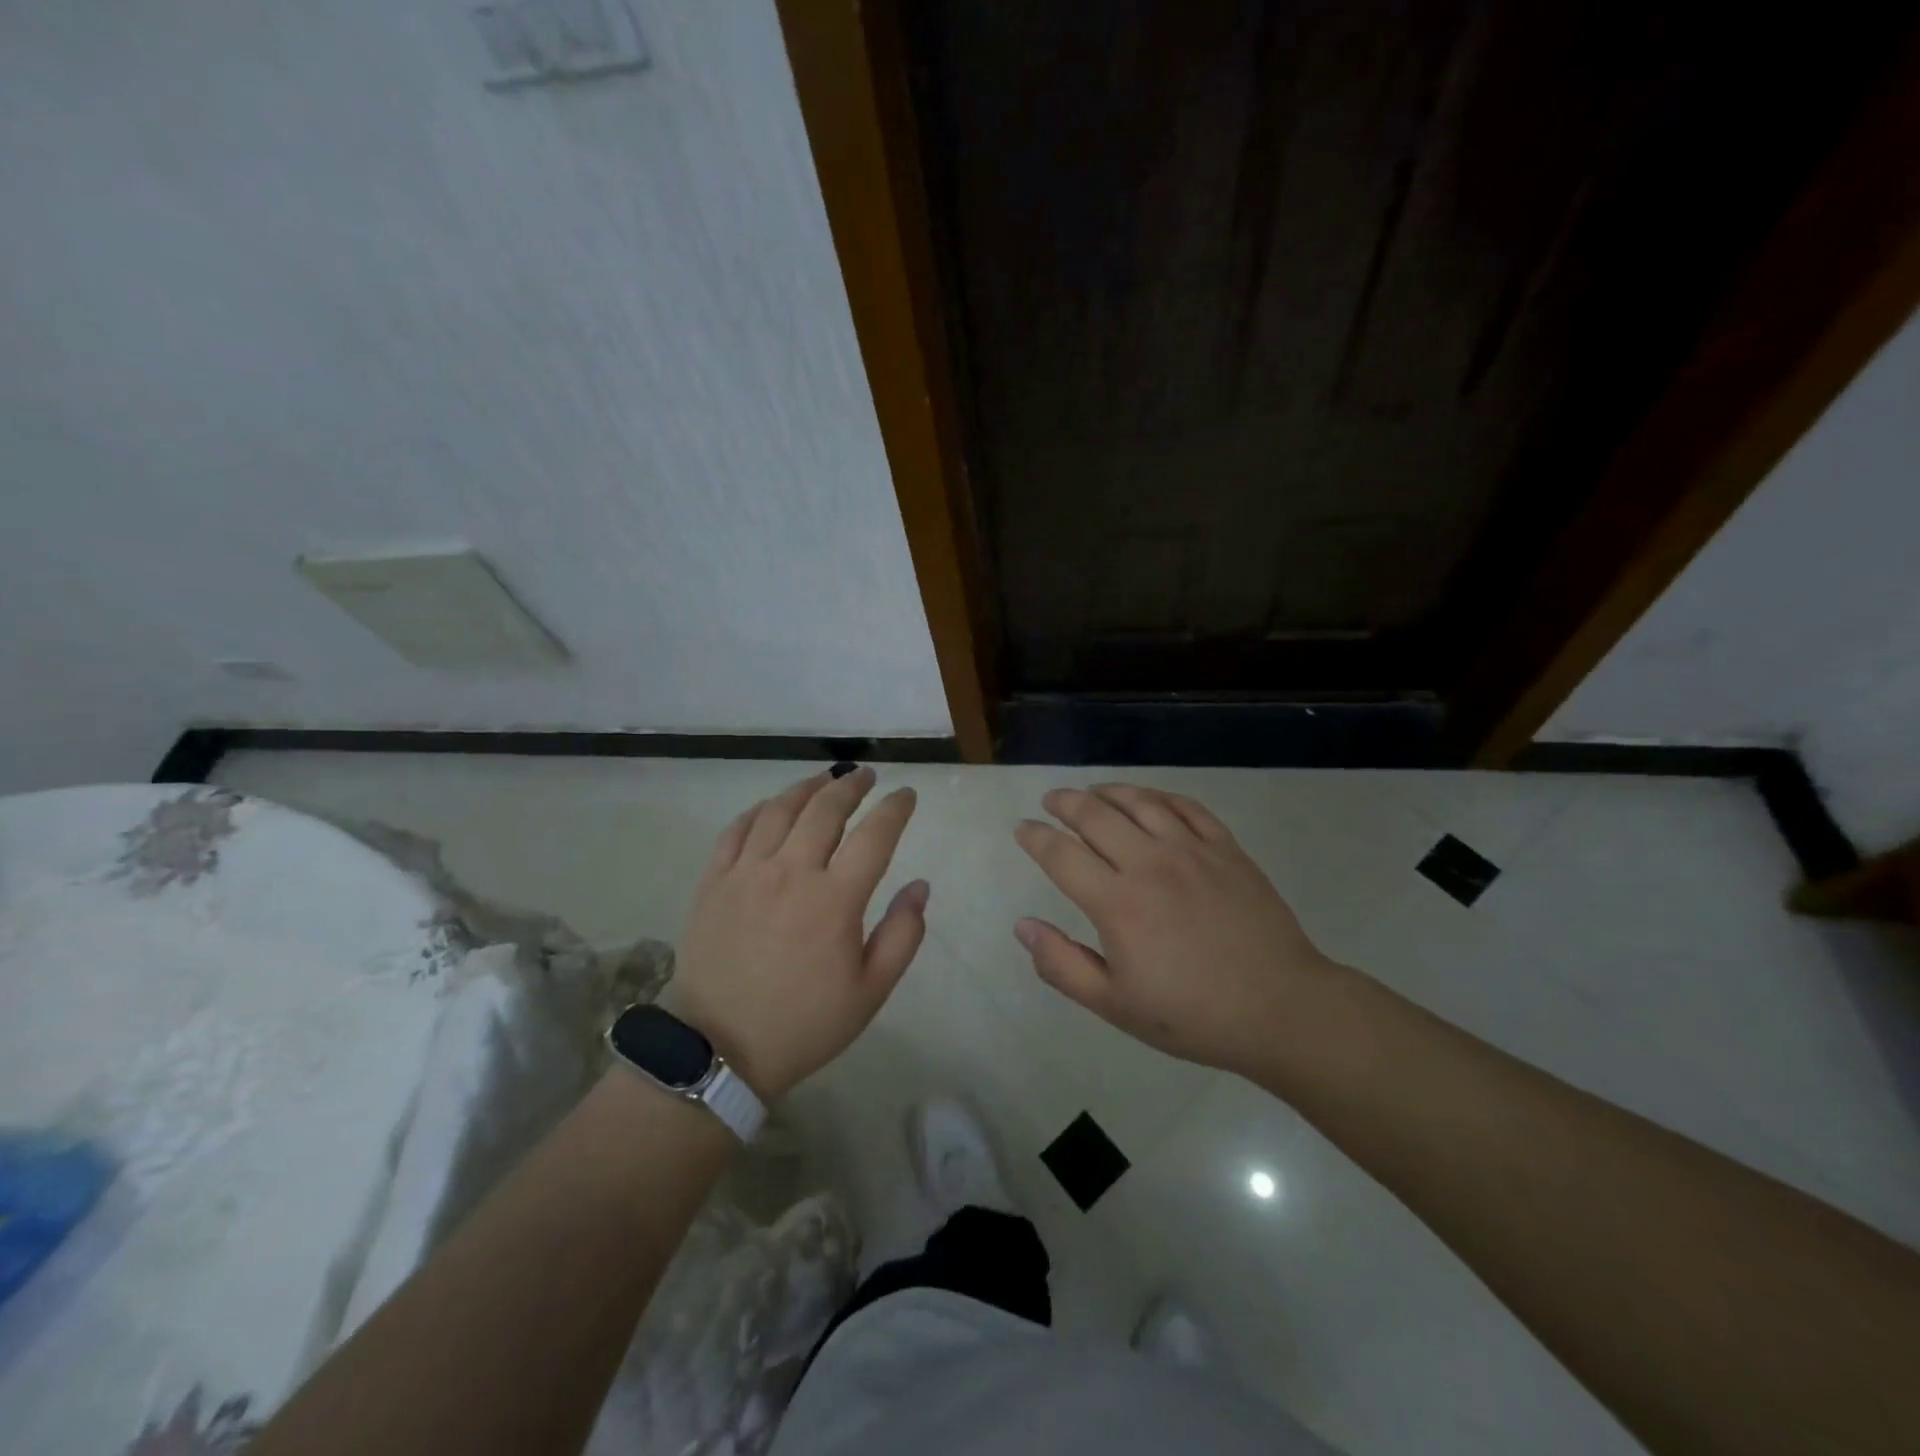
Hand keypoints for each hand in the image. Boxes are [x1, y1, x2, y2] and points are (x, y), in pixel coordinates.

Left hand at [670, 768, 926, 1097]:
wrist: (719, 1049)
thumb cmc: (804, 1023)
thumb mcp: (870, 992)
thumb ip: (903, 935)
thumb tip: (919, 886)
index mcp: (834, 899)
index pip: (874, 835)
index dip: (895, 809)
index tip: (906, 795)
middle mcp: (791, 872)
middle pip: (825, 809)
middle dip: (851, 786)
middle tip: (866, 776)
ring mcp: (746, 873)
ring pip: (780, 810)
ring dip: (807, 788)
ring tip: (825, 780)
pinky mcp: (713, 882)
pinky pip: (736, 830)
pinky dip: (759, 810)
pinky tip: (772, 807)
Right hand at [1013, 784, 1337, 1075]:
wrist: (1281, 1008)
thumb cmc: (1192, 1014)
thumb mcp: (1115, 1005)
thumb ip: (1062, 964)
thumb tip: (1023, 926)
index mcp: (1118, 903)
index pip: (1061, 855)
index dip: (1035, 837)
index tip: (1022, 829)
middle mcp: (1150, 864)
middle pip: (1095, 815)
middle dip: (1064, 802)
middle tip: (1050, 800)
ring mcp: (1192, 851)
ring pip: (1139, 802)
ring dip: (1108, 791)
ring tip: (1092, 792)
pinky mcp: (1226, 849)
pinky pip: (1186, 807)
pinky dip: (1159, 796)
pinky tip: (1148, 799)